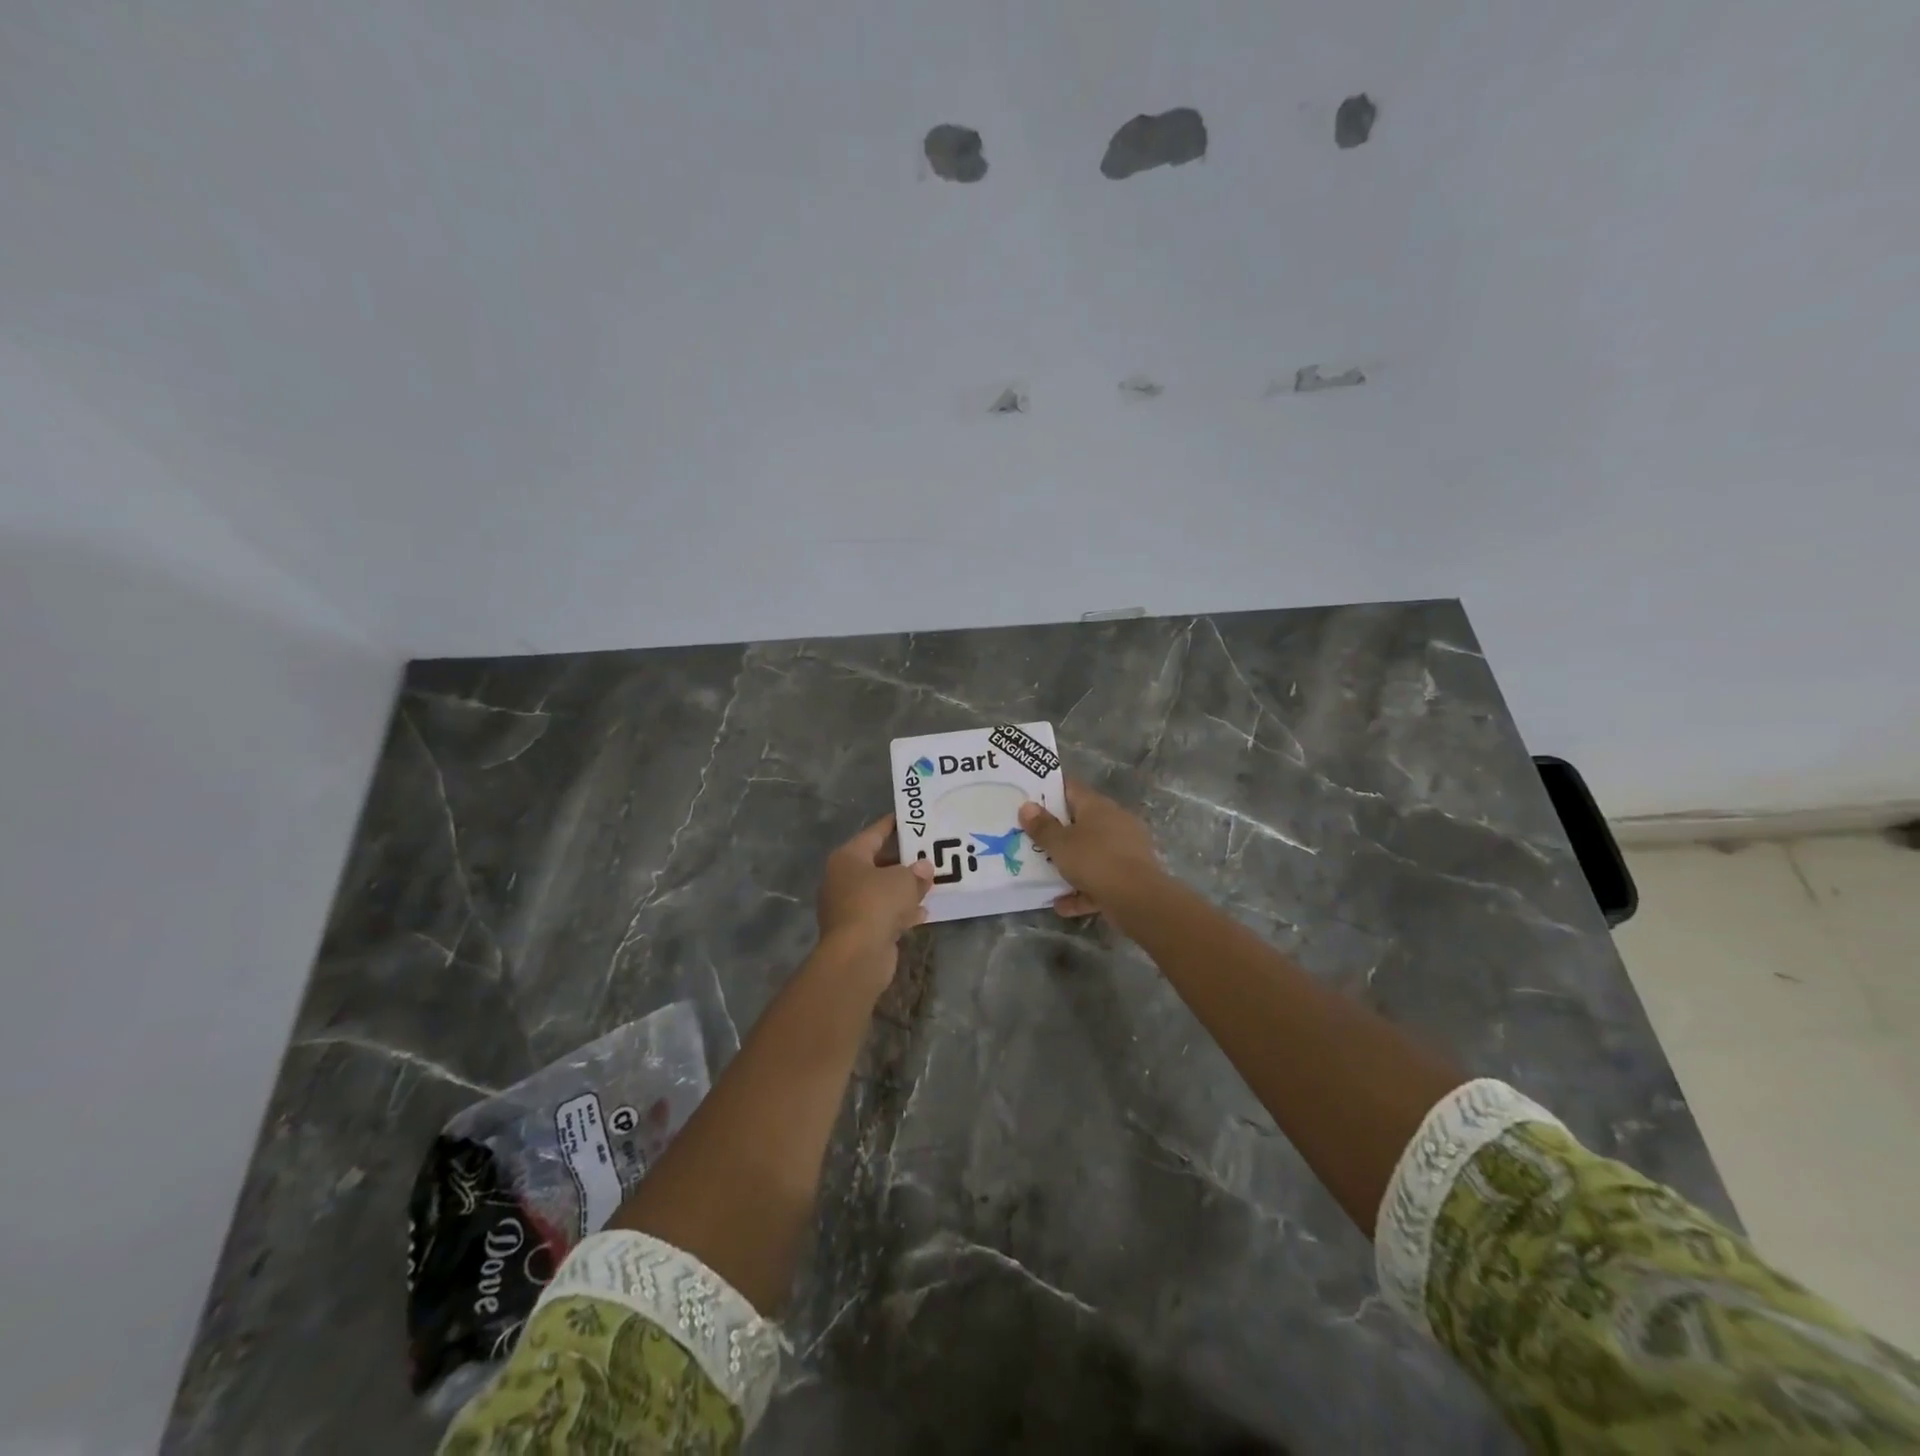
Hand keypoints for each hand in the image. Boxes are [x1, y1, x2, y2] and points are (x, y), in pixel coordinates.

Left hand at [815, 815, 934, 988]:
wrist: (856, 955)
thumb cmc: (876, 903)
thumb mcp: (903, 881)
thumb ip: (916, 872)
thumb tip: (923, 868)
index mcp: (848, 858)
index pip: (874, 834)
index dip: (893, 825)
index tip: (912, 819)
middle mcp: (843, 879)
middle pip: (877, 863)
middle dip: (903, 861)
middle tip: (928, 853)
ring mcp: (848, 906)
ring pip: (881, 890)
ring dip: (903, 888)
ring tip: (931, 882)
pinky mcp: (857, 930)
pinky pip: (883, 913)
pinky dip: (900, 911)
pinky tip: (923, 912)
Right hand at [1018, 778, 1163, 916]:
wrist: (1138, 899)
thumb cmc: (1094, 860)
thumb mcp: (1060, 844)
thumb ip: (1042, 827)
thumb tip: (1027, 806)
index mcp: (1097, 806)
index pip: (1071, 788)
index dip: (1049, 790)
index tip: (1029, 799)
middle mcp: (1114, 822)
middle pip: (1081, 821)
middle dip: (1057, 832)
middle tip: (1031, 838)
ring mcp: (1125, 849)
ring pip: (1091, 853)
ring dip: (1070, 864)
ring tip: (1044, 875)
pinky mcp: (1130, 876)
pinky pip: (1100, 880)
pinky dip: (1082, 890)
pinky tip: (1062, 905)